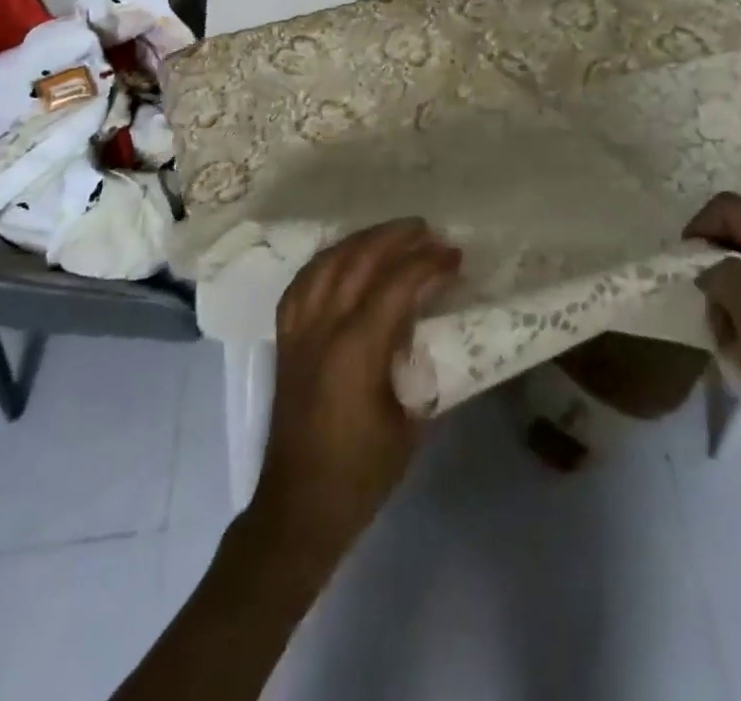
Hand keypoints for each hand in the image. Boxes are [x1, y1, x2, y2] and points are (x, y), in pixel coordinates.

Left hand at [250, 218, 461, 567]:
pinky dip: (327, 260)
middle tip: (428, 232)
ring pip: (327, 263)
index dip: (429, 263)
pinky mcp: (284, 339)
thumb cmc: (361, 473)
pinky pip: (303, 282)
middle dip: (396, 238)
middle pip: (358, 260)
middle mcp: (322, 329)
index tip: (455, 256)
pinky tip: (345, 258)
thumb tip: (440, 324)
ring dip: (361, 241)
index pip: (396, 284)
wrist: (298, 509)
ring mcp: (298, 331)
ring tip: (390, 234)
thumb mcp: (410, 420)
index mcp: (355, 351)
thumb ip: (421, 362)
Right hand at [686, 193, 740, 507]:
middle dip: (712, 268)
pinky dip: (735, 314)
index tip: (685, 274)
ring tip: (728, 338)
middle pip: (735, 234)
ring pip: (738, 266)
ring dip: (721, 297)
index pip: (731, 209)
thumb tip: (708, 265)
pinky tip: (739, 348)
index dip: (700, 231)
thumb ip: (728, 276)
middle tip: (710, 312)